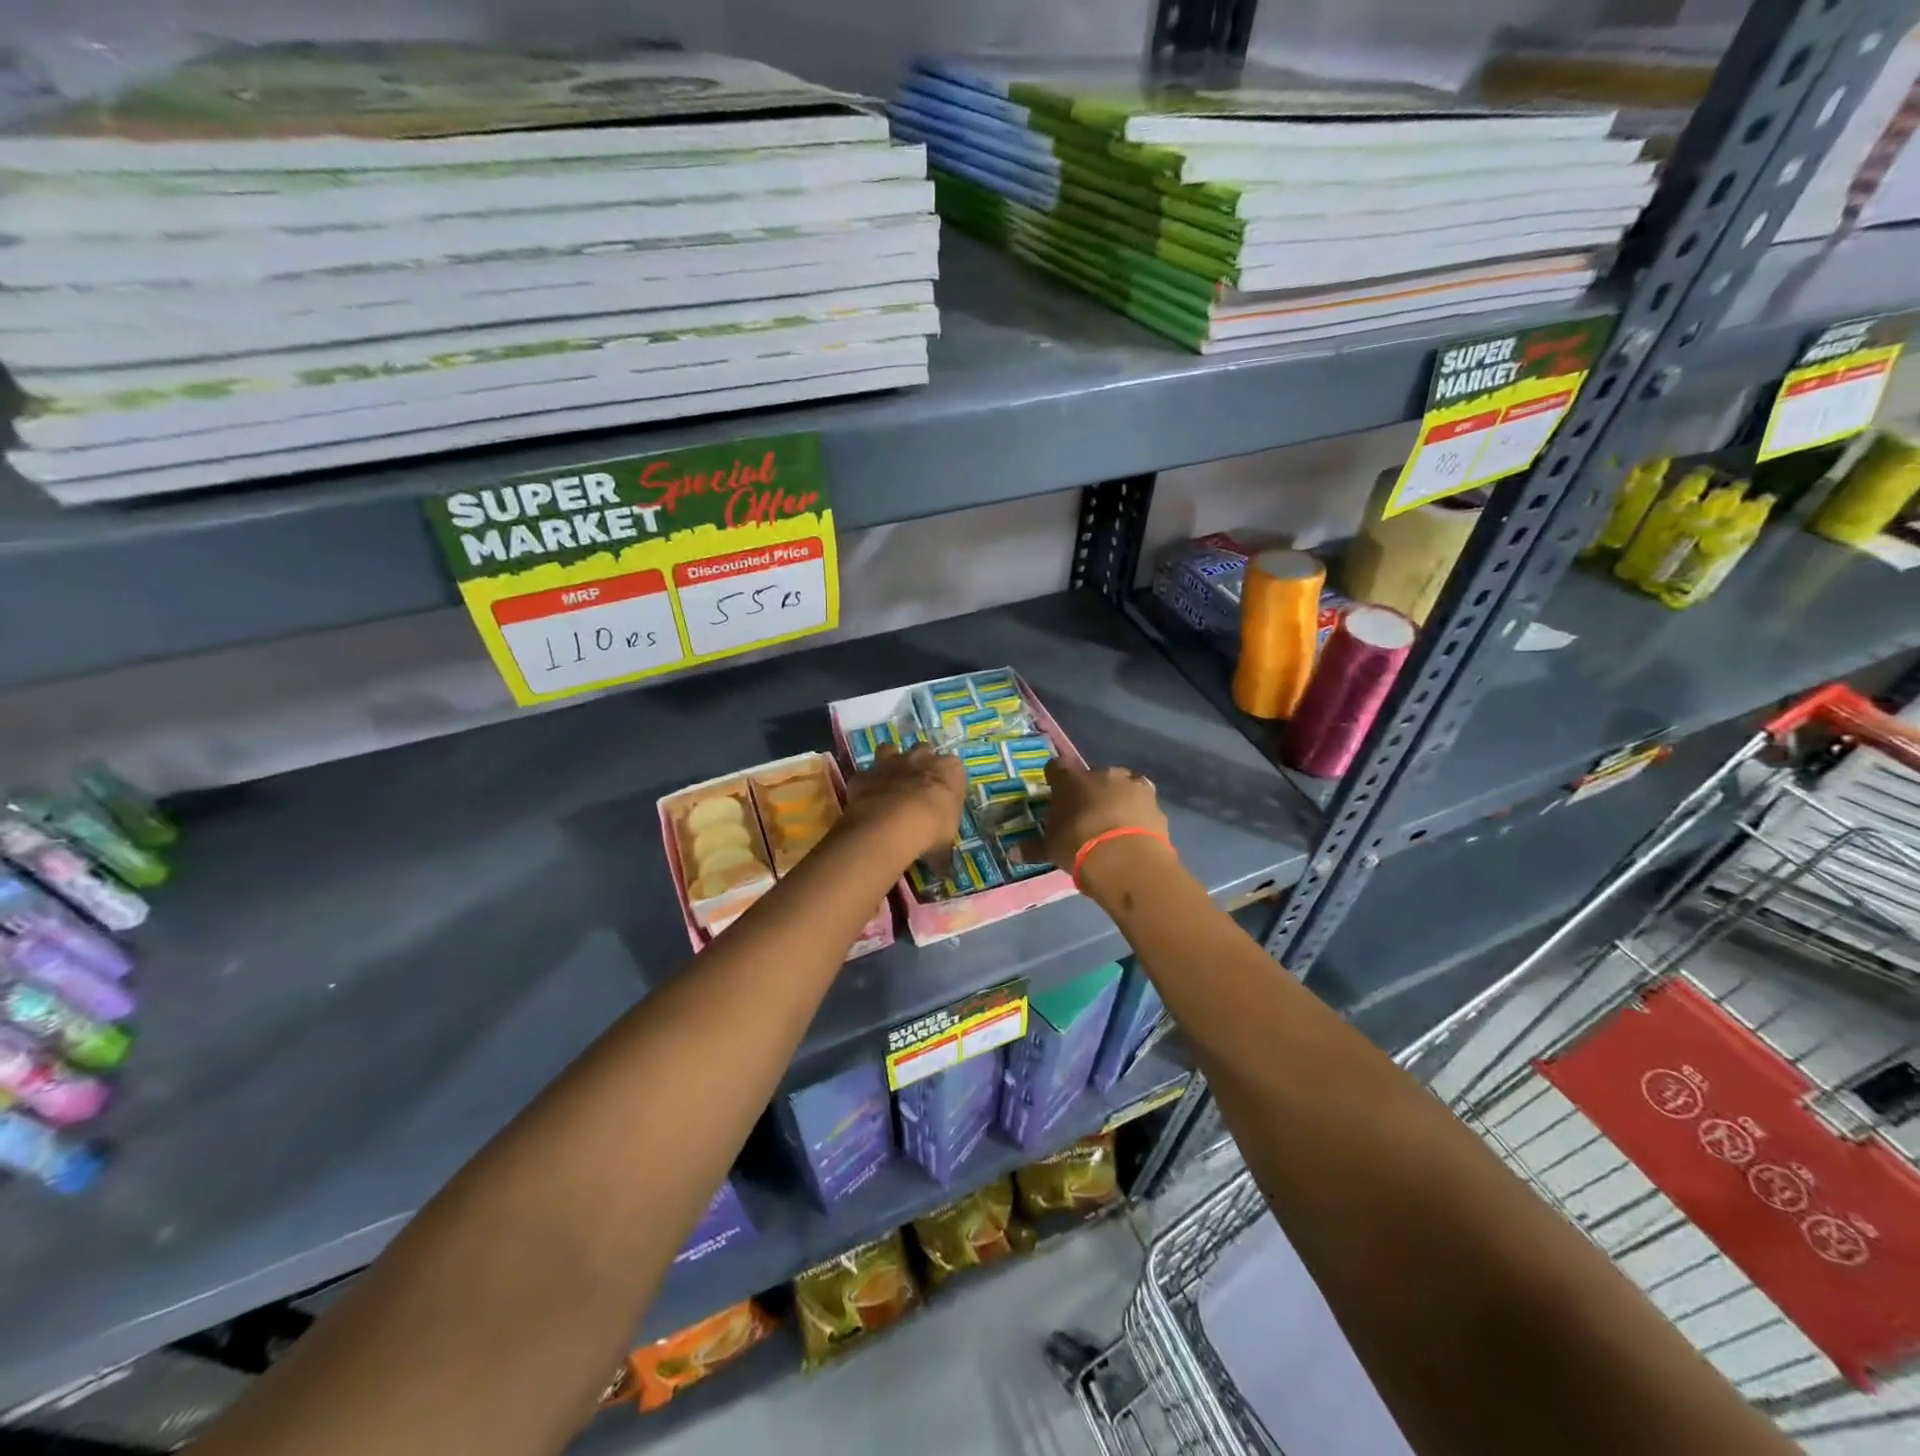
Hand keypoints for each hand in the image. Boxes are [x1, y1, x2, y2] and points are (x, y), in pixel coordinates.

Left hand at [841, 743, 965, 864]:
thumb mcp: (945, 843)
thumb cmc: (932, 829)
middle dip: (920, 764)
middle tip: (918, 786)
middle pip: (923, 750)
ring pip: (890, 749)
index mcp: (950, 770)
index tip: (944, 797)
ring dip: (890, 761)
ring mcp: (891, 762)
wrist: (893, 824)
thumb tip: (942, 868)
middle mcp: (921, 758)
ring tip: (890, 783)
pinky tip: (866, 799)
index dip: (948, 781)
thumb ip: (942, 850)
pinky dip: (866, 784)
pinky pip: (865, 774)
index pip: (955, 768)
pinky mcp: (865, 774)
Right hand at [1041, 759, 1169, 871]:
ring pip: (1121, 785)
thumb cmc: (1078, 846)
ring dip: (1118, 798)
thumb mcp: (1051, 850)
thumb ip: (1034, 848)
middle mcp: (1101, 774)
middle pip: (1093, 776)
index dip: (1056, 779)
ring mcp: (1131, 785)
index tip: (1055, 791)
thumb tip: (1012, 853)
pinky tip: (1133, 832)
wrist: (1126, 858)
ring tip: (1114, 822)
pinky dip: (1138, 813)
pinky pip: (1142, 803)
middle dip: (1091, 790)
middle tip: (1087, 813)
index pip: (1057, 768)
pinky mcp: (1154, 802)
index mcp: (1071, 780)